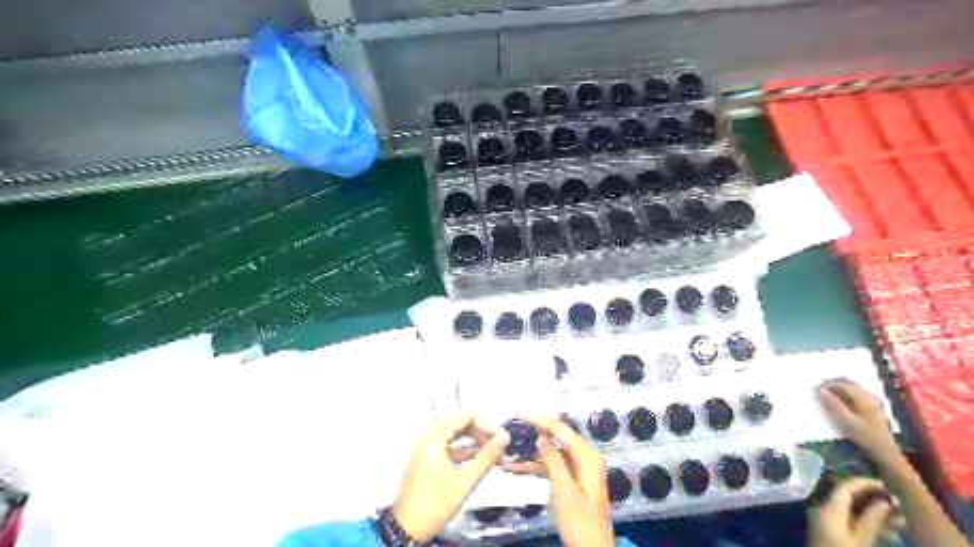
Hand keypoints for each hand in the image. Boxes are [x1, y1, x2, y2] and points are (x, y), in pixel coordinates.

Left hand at [390, 409, 509, 542]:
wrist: (406, 529)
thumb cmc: (436, 502)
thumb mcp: (466, 480)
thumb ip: (487, 456)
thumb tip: (505, 437)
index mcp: (435, 436)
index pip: (467, 415)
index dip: (487, 423)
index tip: (502, 438)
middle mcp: (430, 436)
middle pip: (462, 423)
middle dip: (483, 433)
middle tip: (501, 447)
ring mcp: (428, 448)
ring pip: (457, 435)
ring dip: (476, 442)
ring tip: (496, 455)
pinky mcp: (429, 459)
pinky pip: (451, 447)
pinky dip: (466, 452)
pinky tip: (482, 461)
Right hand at [506, 417, 610, 545]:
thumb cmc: (580, 520)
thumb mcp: (564, 490)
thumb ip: (553, 460)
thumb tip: (540, 436)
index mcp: (587, 456)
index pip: (561, 428)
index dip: (540, 420)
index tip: (519, 414)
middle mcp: (584, 457)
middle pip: (556, 438)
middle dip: (534, 433)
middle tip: (513, 426)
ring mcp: (578, 469)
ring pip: (551, 454)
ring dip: (530, 456)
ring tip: (507, 453)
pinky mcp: (572, 480)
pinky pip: (552, 467)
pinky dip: (536, 468)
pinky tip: (515, 469)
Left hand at [811, 479, 892, 546]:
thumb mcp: (860, 540)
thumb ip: (871, 520)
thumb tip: (885, 501)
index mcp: (828, 507)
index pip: (845, 486)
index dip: (866, 483)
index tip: (888, 485)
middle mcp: (823, 508)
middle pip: (848, 497)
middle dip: (874, 499)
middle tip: (900, 505)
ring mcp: (824, 520)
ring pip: (851, 510)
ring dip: (875, 513)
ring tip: (902, 520)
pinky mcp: (829, 531)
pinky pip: (848, 521)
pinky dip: (866, 523)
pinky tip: (890, 533)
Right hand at [816, 380, 896, 460]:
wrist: (885, 451)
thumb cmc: (865, 436)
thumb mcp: (847, 421)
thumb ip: (834, 405)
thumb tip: (821, 390)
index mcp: (864, 399)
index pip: (844, 385)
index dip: (829, 384)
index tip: (816, 388)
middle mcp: (869, 397)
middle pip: (850, 385)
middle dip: (834, 384)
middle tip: (820, 389)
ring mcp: (872, 402)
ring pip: (853, 389)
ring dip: (839, 389)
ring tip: (827, 393)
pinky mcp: (872, 409)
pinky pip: (856, 395)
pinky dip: (845, 394)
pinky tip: (840, 400)